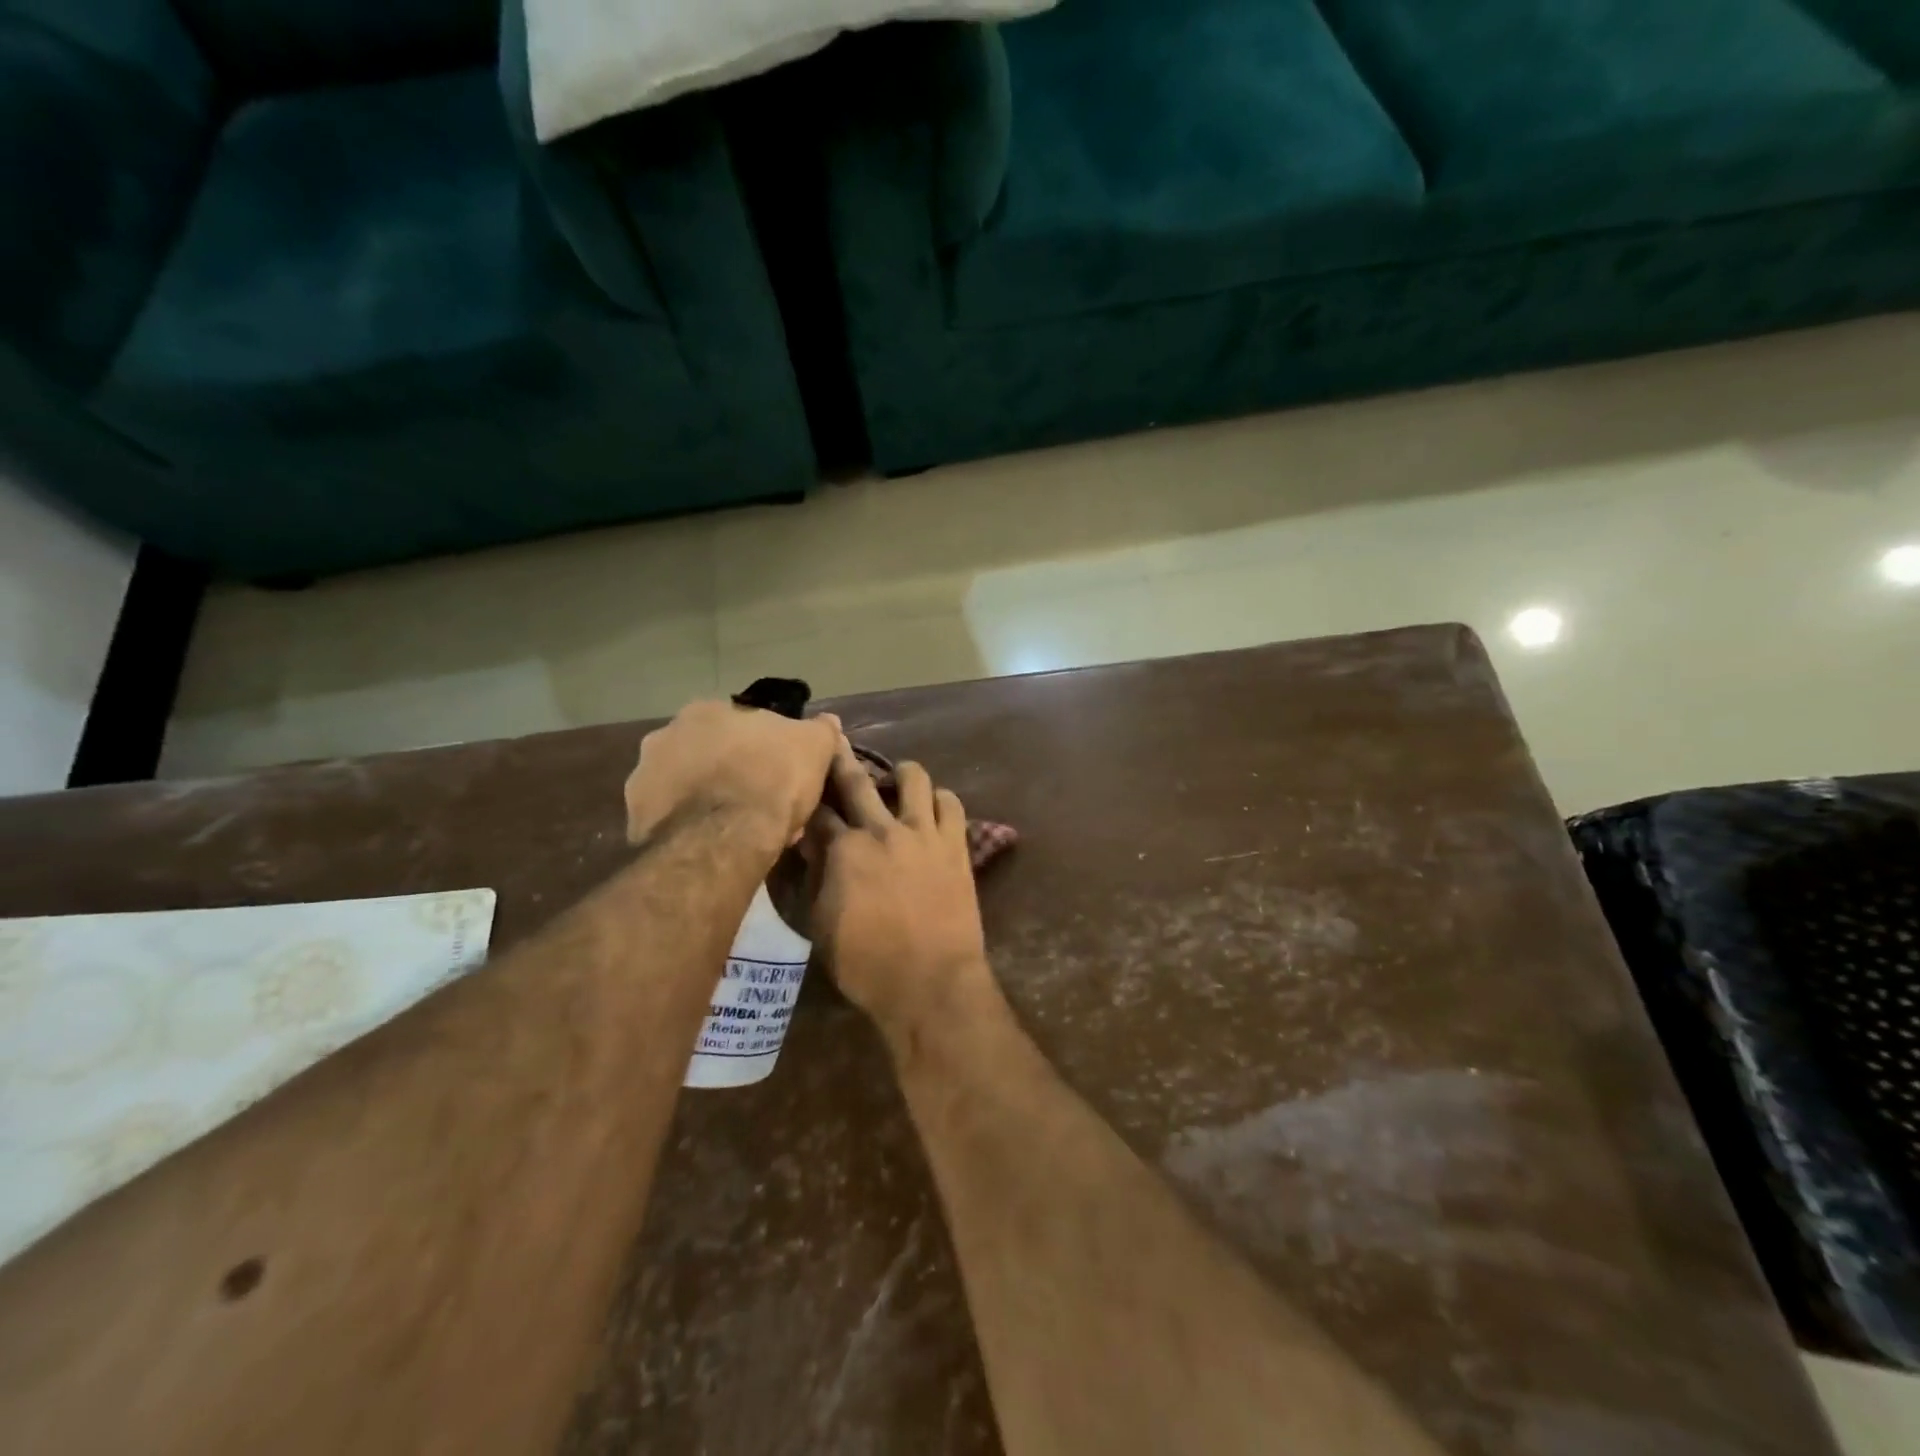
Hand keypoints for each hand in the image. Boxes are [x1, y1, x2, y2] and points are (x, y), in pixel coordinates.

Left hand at [625, 701, 841, 850]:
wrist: (725, 839)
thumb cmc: (773, 781)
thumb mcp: (814, 748)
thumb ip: (820, 730)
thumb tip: (826, 720)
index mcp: (707, 710)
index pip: (740, 725)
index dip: (763, 751)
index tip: (779, 776)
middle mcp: (666, 734)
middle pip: (709, 754)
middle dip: (732, 775)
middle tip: (760, 805)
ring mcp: (644, 775)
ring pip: (688, 787)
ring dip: (709, 801)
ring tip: (739, 831)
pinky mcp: (634, 816)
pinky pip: (672, 819)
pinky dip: (691, 828)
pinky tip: (716, 846)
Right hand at [808, 744, 995, 1035]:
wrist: (931, 983)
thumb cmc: (867, 964)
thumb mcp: (822, 925)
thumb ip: (815, 878)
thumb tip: (810, 845)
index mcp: (844, 850)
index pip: (818, 812)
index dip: (807, 797)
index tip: (803, 782)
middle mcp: (882, 830)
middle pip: (856, 781)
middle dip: (840, 756)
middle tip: (833, 734)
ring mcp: (923, 833)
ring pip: (914, 778)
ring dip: (901, 773)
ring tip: (897, 779)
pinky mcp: (955, 844)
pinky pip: (951, 804)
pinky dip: (940, 800)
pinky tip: (933, 807)